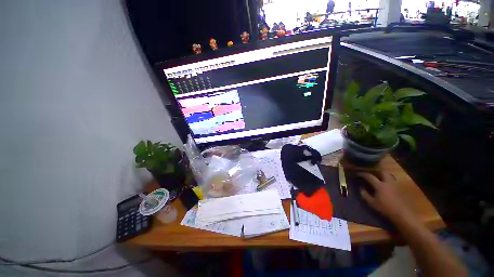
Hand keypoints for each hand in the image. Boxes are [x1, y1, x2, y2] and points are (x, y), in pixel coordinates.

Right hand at [358, 171, 415, 223]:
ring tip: (378, 177)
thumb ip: (365, 195)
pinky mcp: (399, 188)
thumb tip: (360, 188)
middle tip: (370, 172)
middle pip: (382, 172)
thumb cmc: (385, 208)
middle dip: (375, 171)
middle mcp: (388, 182)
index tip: (358, 173)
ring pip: (388, 175)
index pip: (369, 176)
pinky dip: (388, 179)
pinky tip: (385, 183)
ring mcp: (395, 184)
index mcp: (380, 185)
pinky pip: (392, 180)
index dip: (363, 174)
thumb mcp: (372, 203)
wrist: (402, 214)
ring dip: (382, 175)